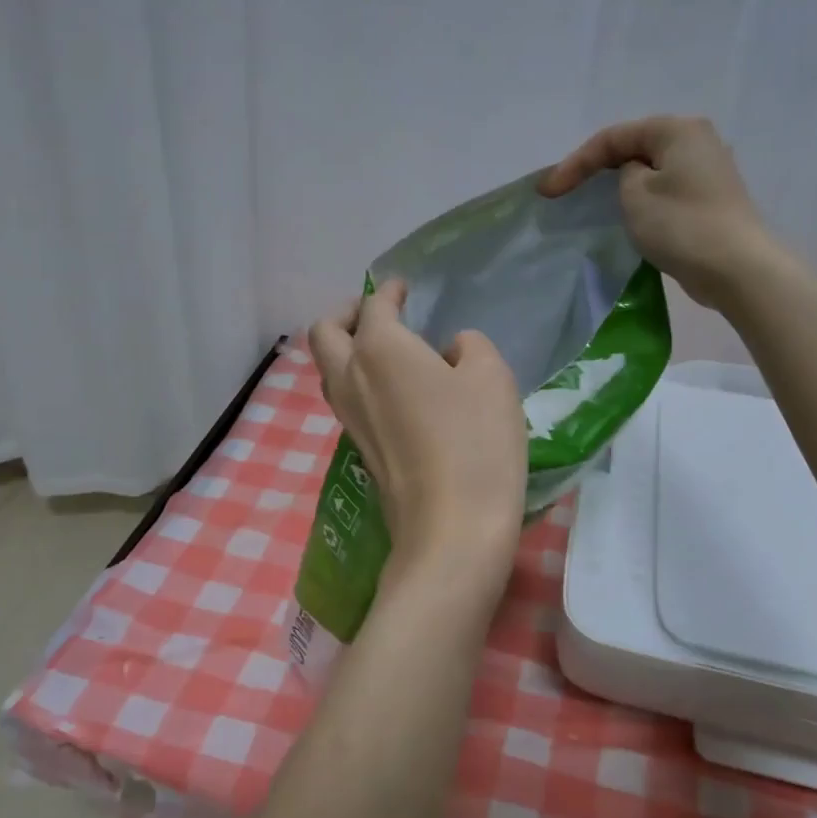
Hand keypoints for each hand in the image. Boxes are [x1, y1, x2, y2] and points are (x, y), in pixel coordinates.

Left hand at [308, 281, 525, 580]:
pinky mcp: (358, 449)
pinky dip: (358, 380)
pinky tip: (394, 390)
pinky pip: (345, 399)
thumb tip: (449, 352)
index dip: (390, 291)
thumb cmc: (475, 442)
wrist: (451, 529)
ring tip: (385, 350)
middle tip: (378, 314)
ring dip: (347, 349)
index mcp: (379, 348)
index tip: (403, 288)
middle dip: (347, 314)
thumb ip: (469, 347)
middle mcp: (350, 377)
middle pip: (325, 333)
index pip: (374, 306)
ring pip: (329, 369)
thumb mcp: (491, 377)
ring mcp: (348, 418)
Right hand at [539, 115, 770, 309]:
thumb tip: (634, 176)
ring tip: (589, 202)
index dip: (575, 163)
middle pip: (633, 148)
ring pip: (649, 169)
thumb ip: (623, 175)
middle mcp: (696, 140)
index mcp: (677, 130)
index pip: (613, 138)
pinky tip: (625, 215)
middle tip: (564, 192)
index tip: (548, 192)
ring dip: (617, 184)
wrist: (736, 268)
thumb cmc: (681, 225)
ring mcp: (707, 170)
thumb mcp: (635, 194)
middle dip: (595, 169)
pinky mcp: (708, 199)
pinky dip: (639, 198)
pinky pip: (664, 189)